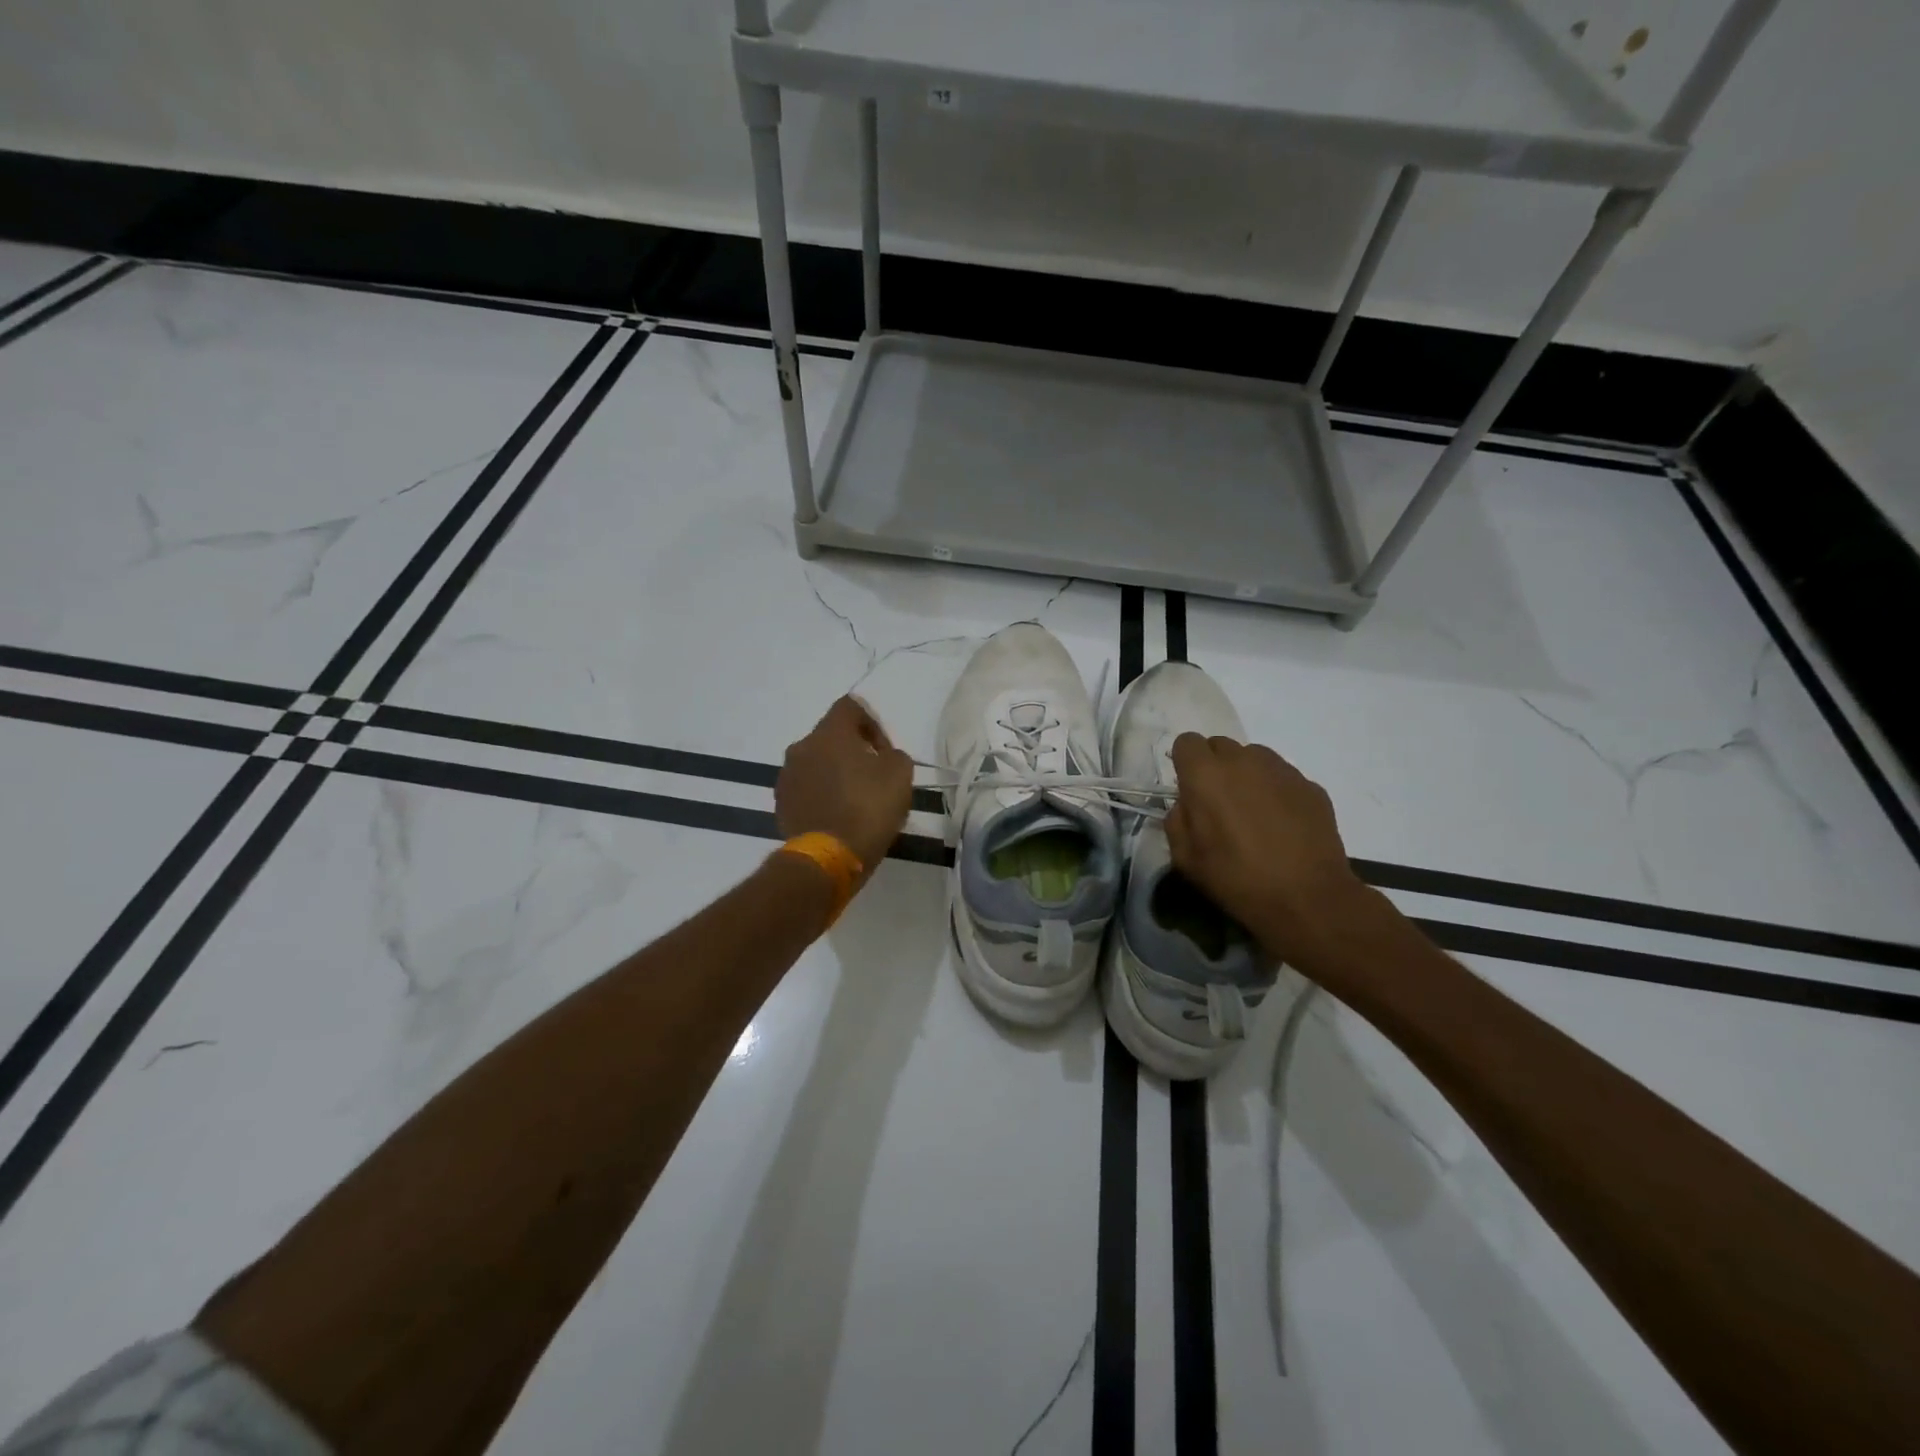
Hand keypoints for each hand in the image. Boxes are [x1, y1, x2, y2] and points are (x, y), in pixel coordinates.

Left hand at [776, 696, 913, 878]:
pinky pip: (807, 790)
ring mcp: (786, 777)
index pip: (850, 707)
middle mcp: (801, 747)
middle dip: (853, 751)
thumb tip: (882, 758)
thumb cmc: (868, 807)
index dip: (872, 723)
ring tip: (856, 801)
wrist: (828, 858)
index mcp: (829, 733)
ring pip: (817, 764)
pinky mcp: (781, 805)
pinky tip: (839, 817)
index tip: (885, 751)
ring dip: (836, 774)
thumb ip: (893, 755)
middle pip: (830, 737)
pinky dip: (823, 796)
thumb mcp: (900, 773)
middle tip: (874, 776)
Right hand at [1164, 734, 1366, 964]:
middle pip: (1220, 745)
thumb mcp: (1185, 859)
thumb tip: (1187, 804)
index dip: (1185, 763)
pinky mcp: (1310, 785)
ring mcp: (1281, 770)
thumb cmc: (1236, 879)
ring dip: (1246, 775)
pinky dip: (1276, 791)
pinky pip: (1282, 777)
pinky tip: (1281, 824)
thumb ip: (1177, 820)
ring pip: (1254, 757)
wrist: (1307, 898)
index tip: (1190, 789)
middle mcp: (1243, 761)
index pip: (1187, 742)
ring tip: (1253, 812)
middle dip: (1215, 767)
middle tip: (1219, 803)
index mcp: (1205, 775)